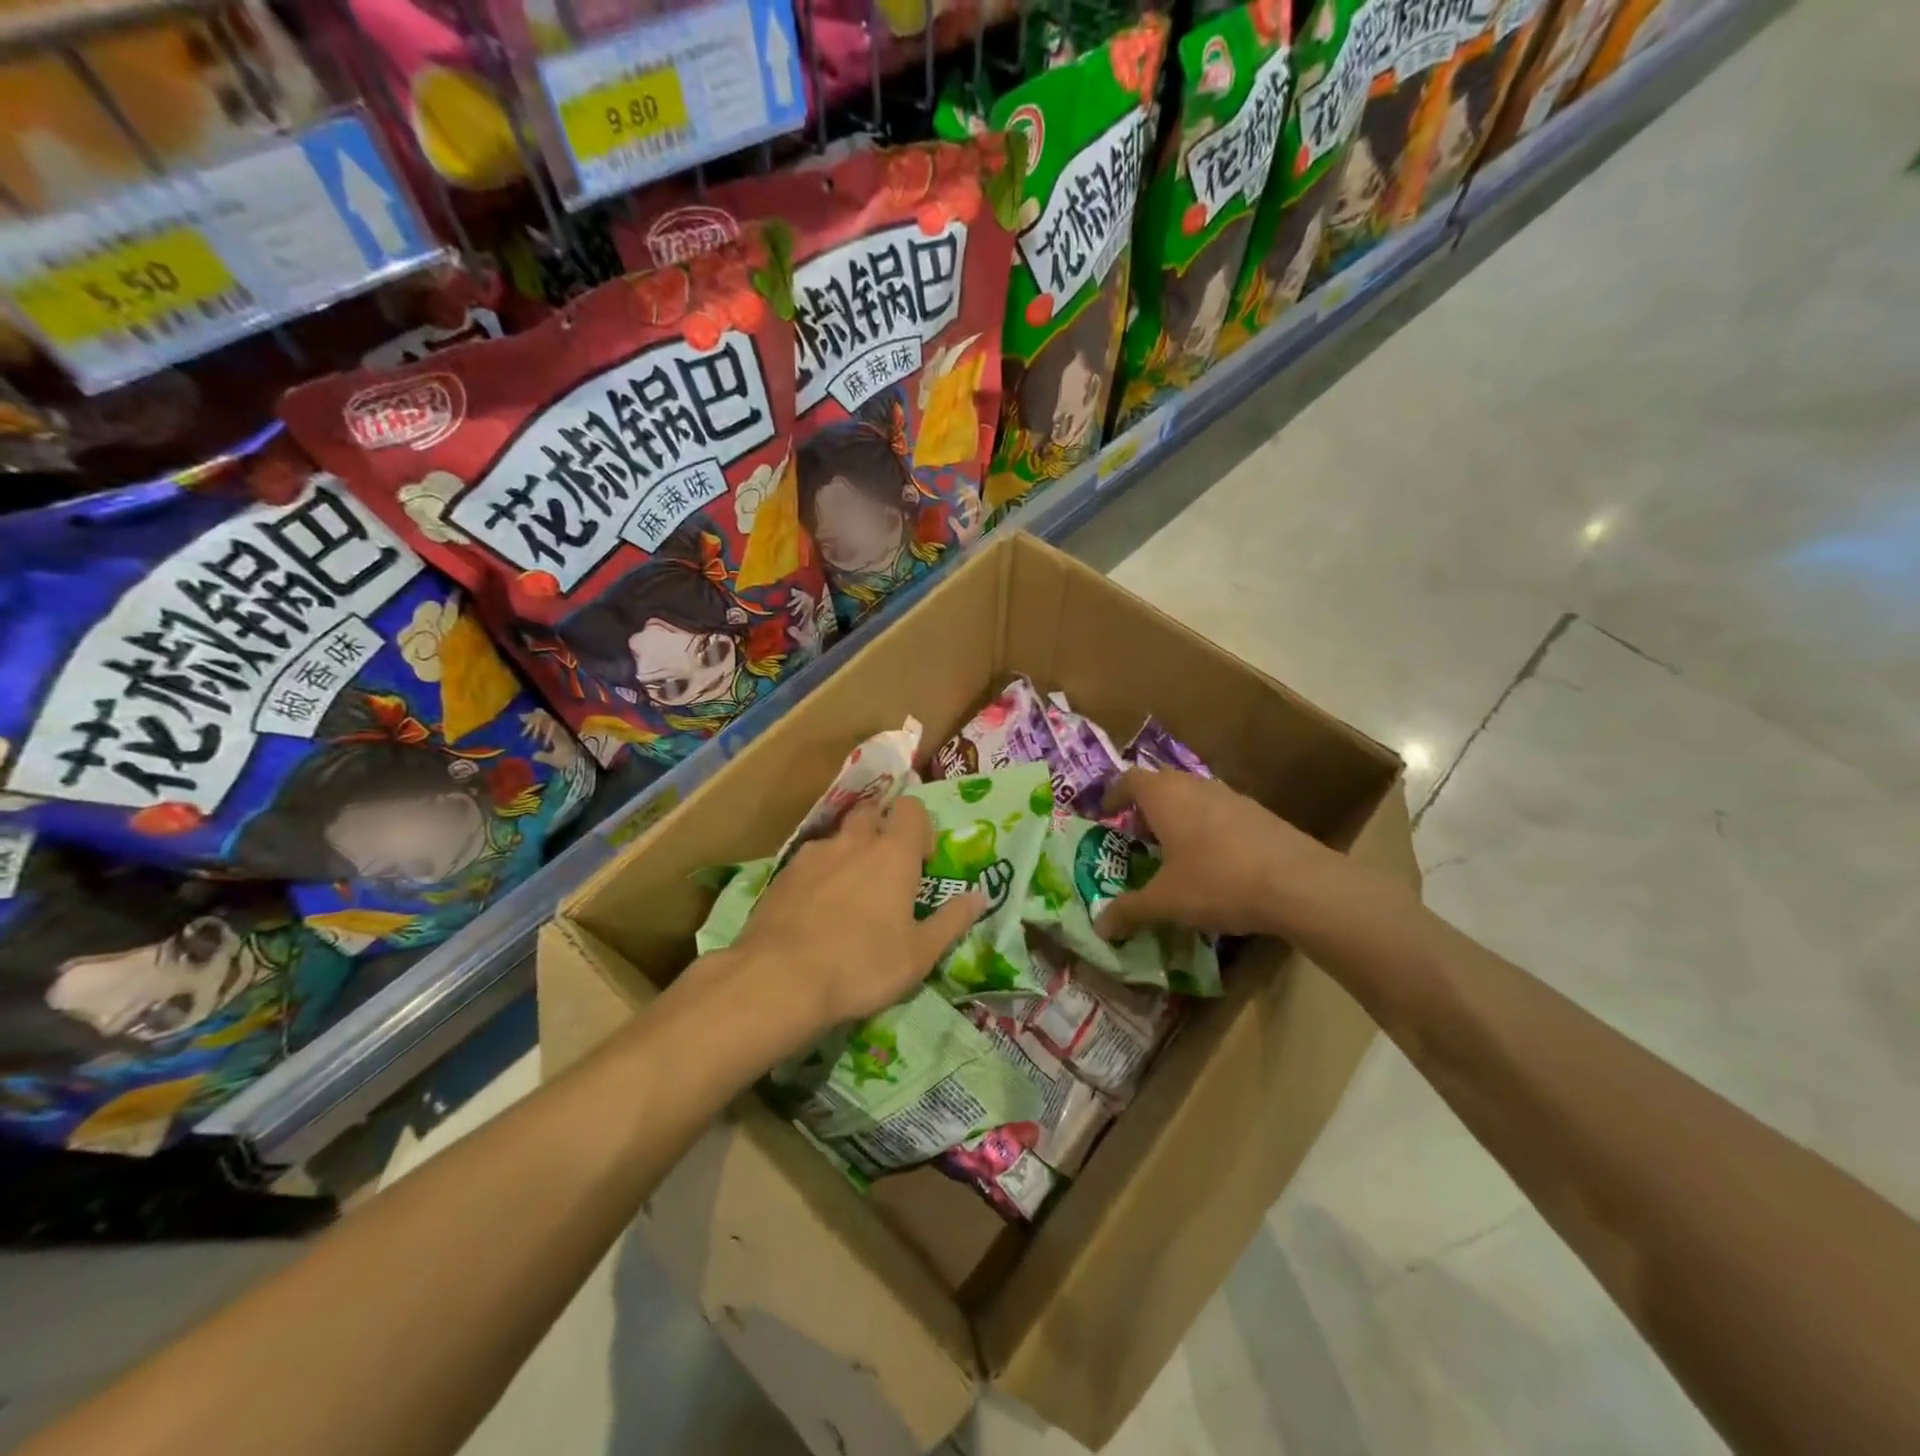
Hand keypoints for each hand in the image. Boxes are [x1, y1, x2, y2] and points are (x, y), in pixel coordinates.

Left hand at [731, 797, 984, 1030]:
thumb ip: (952, 921)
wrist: (780, 979)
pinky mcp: (782, 875)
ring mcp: (812, 855)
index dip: (919, 826)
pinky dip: (818, 876)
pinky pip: (808, 863)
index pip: (911, 809)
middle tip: (885, 870)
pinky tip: (814, 912)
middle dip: (881, 829)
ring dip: (847, 854)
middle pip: (870, 813)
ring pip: (837, 839)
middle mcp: (853, 842)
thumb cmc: (863, 965)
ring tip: (847, 895)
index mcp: (893, 854)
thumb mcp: (920, 954)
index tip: (921, 860)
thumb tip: (981, 896)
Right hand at [1095, 769, 1344, 940]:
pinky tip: (1214, 864)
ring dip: (1178, 818)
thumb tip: (1101, 927)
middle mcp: (1195, 786)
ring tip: (1174, 853)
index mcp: (1165, 796)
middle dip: (1145, 809)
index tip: (1105, 815)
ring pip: (1193, 797)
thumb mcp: (1166, 902)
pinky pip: (1220, 813)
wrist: (1299, 884)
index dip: (1113, 795)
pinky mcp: (1259, 813)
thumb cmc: (1217, 881)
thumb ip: (1130, 911)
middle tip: (1138, 838)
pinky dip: (1207, 829)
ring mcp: (1231, 796)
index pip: (1129, 779)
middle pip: (1161, 785)